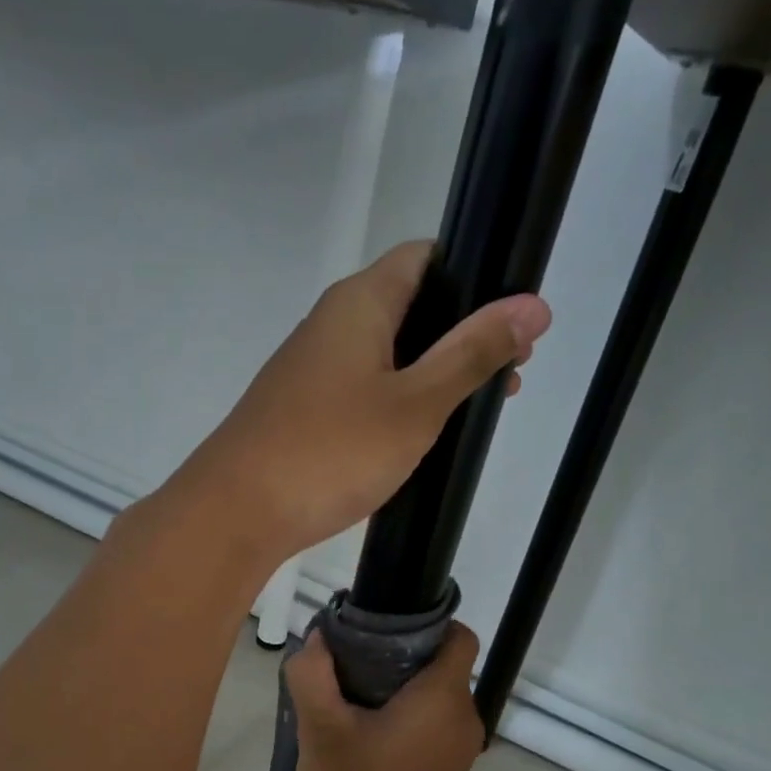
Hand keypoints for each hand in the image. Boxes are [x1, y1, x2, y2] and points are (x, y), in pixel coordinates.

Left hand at [178, 242, 550, 565]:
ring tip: (473, 411)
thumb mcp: (416, 403)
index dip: (477, 277)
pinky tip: (417, 437)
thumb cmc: (331, 451)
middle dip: (462, 335)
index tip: (513, 322)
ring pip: (387, 353)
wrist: (237, 513)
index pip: (427, 257)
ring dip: (432, 374)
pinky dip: (397, 402)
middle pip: (411, 306)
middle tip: (507, 378)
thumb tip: (533, 304)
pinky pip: (362, 389)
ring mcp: (311, 368)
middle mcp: (331, 323)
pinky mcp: (302, 409)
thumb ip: (472, 353)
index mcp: (359, 302)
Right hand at [287, 622, 486, 770]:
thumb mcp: (319, 731)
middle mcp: (464, 720)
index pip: (458, 636)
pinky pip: (430, 728)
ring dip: (396, 690)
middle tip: (345, 664)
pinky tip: (360, 735)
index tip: (377, 629)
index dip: (423, 623)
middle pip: (440, 665)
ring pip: (433, 698)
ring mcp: (460, 753)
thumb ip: (313, 673)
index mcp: (443, 700)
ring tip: (345, 698)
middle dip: (397, 656)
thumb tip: (320, 638)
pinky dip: (403, 719)